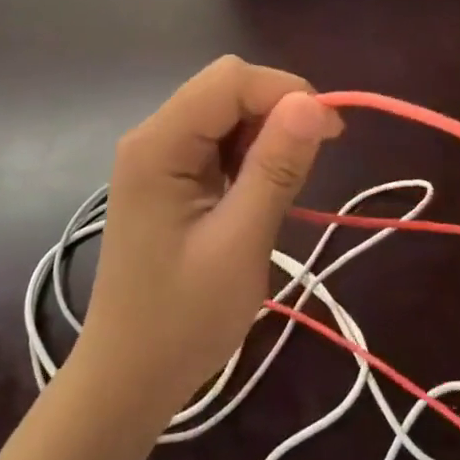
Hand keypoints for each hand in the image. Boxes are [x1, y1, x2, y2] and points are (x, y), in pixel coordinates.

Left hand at [75, 56, 342, 422]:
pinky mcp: (169, 176)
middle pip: (227, 87)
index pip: (231, 79)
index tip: (332, 133)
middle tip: (309, 162)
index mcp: (159, 144)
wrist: (128, 380)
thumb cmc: (182, 320)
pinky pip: (218, 140)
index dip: (286, 92)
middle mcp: (153, 136)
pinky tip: (257, 194)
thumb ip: (276, 168)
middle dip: (277, 110)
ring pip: (226, 110)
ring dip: (265, 134)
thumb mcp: (240, 244)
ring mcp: (158, 155)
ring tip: (281, 188)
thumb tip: (314, 103)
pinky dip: (249, 154)